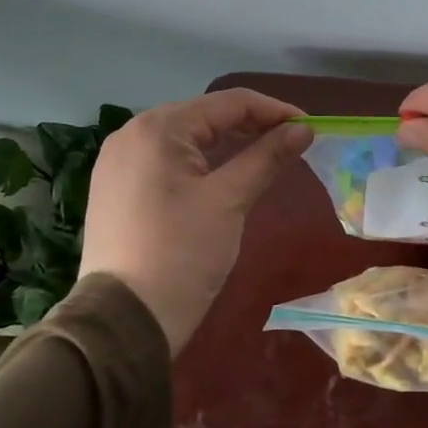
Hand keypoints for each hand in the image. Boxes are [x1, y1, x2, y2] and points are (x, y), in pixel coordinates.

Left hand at [78, 89, 312, 352]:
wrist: (122, 323)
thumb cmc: (181, 254)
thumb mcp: (230, 200)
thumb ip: (268, 156)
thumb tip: (303, 128)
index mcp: (158, 129)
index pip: (228, 103)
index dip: (274, 111)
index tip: (310, 127)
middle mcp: (133, 134)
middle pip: (205, 116)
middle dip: (251, 125)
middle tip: (292, 143)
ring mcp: (120, 162)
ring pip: (187, 138)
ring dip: (228, 143)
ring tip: (266, 157)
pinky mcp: (118, 189)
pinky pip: (169, 160)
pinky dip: (202, 162)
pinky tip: (226, 176)